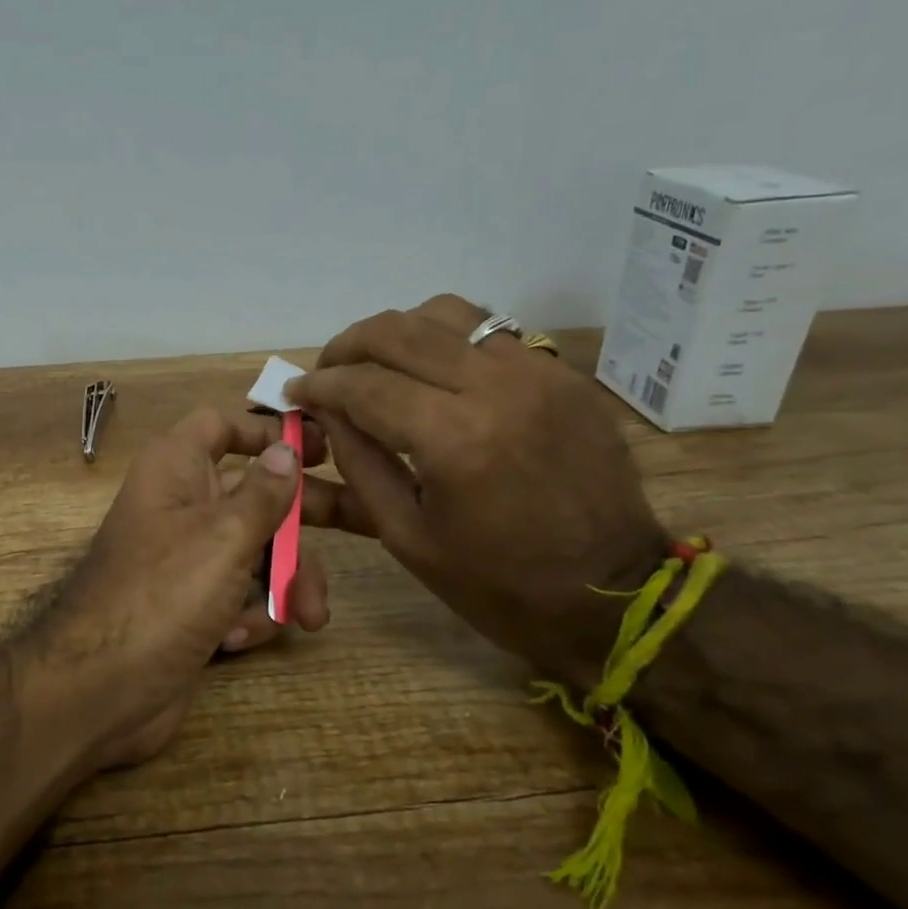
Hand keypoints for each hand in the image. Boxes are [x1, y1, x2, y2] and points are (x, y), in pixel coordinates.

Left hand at [36, 407, 335, 769]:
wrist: (101, 691)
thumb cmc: (162, 595)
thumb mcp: (223, 537)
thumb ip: (263, 493)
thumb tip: (285, 447)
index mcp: (176, 470)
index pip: (221, 426)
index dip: (267, 430)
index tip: (322, 447)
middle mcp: (182, 507)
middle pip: (256, 494)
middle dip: (305, 518)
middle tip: (365, 523)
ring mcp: (188, 561)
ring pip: (256, 552)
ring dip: (284, 583)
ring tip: (305, 616)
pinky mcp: (194, 607)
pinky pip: (239, 595)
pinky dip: (247, 615)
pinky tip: (235, 640)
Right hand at [287, 294, 667, 685]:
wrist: (613, 594)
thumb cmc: (497, 583)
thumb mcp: (406, 537)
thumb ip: (358, 464)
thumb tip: (325, 413)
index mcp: (454, 440)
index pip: (364, 385)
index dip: (319, 385)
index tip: (293, 392)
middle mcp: (497, 387)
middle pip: (399, 331)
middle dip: (347, 346)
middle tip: (327, 372)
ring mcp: (538, 373)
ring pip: (448, 313)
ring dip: (398, 333)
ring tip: (377, 366)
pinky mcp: (563, 375)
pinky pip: (491, 332)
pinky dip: (446, 342)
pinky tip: (434, 375)